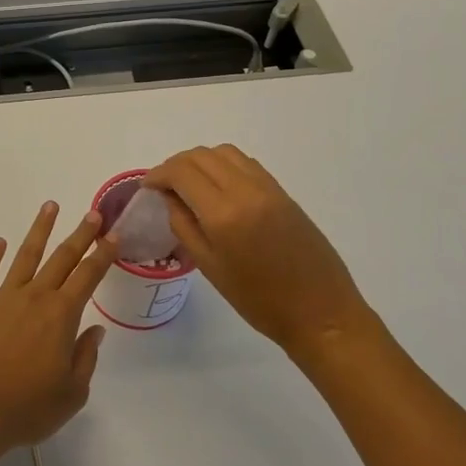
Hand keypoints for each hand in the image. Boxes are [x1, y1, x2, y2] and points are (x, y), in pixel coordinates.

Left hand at [0, 201, 117, 462]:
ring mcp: (2, 299)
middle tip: (93, 213)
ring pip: (25, 256)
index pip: (88, 276)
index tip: (114, 236)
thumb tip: (94, 330)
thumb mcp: (72, 393)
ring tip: (50, 206)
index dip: (103, 255)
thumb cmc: (26, 408)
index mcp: (61, 316)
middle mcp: (33, 298)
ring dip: (39, 230)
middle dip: (80, 234)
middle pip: (61, 258)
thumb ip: (85, 357)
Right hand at [145, 145, 378, 362]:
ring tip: (189, 184)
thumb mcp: (209, 267)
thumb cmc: (258, 300)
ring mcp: (268, 188)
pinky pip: (246, 164)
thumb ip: (183, 225)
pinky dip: (223, 165)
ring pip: (225, 153)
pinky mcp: (283, 192)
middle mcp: (246, 190)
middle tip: (163, 186)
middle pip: (201, 156)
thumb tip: (168, 197)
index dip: (158, 174)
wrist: (320, 312)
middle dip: (176, 165)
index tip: (146, 187)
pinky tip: (217, 188)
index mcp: (224, 214)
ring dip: (200, 161)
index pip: (182, 172)